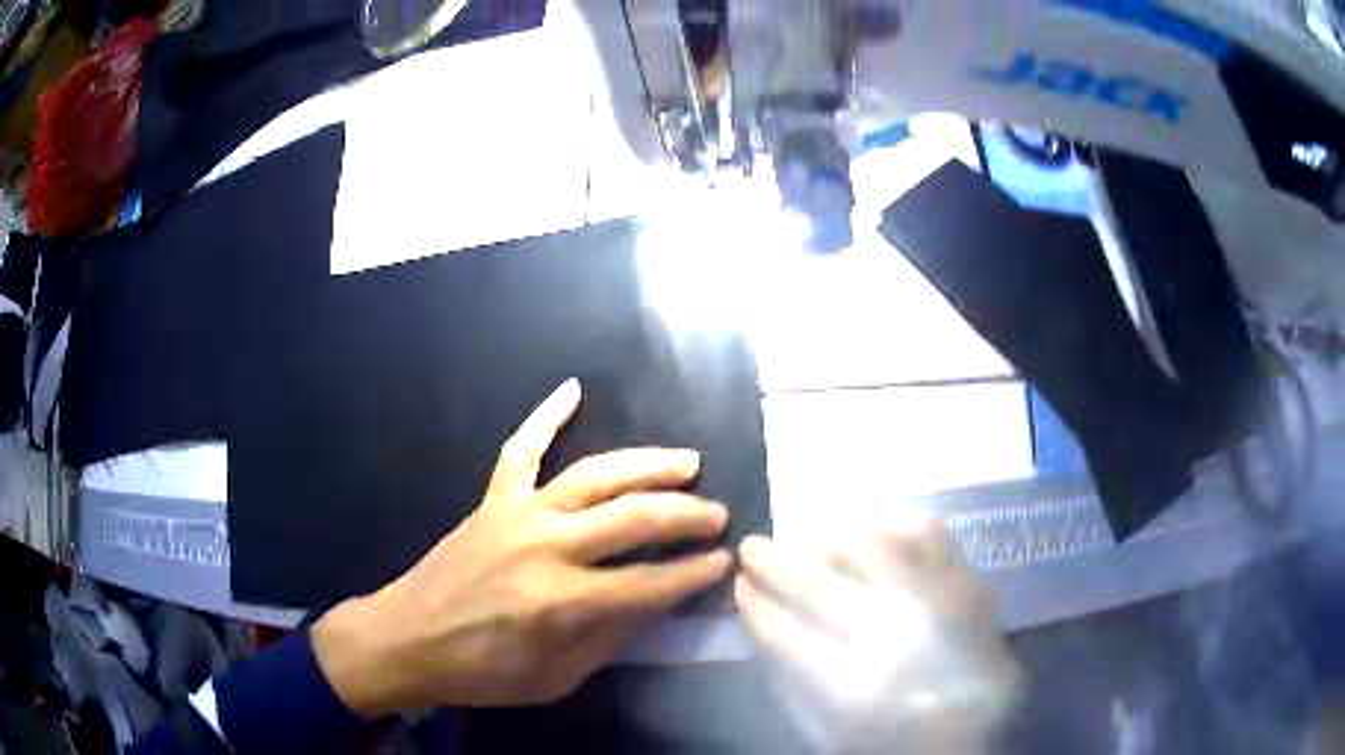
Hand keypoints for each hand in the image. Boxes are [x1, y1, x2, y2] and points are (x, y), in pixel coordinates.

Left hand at [312, 379, 731, 715]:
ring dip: (647, 466)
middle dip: (685, 515)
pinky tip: (572, 388)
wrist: (406, 639)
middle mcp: (545, 547)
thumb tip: (654, 603)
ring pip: (594, 475)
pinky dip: (546, 415)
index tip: (726, 562)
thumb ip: (608, 639)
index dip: (694, 573)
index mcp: (561, 602)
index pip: (649, 583)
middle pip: (632, 518)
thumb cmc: (481, 672)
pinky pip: (521, 448)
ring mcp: (516, 514)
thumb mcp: (555, 679)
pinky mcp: (492, 500)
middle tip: (718, 514)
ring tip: (687, 462)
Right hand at [736, 516, 1019, 753]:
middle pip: (818, 587)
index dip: (755, 606)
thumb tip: (764, 614)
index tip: (740, 586)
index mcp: (852, 687)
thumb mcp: (830, 724)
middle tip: (752, 547)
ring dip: (832, 545)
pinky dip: (897, 531)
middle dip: (775, 564)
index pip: (784, 635)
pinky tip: (883, 537)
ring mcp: (935, 604)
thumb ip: (795, 673)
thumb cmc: (891, 736)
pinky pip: (927, 536)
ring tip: (822, 549)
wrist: (973, 732)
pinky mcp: (967, 584)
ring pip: (871, 550)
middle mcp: (893, 638)